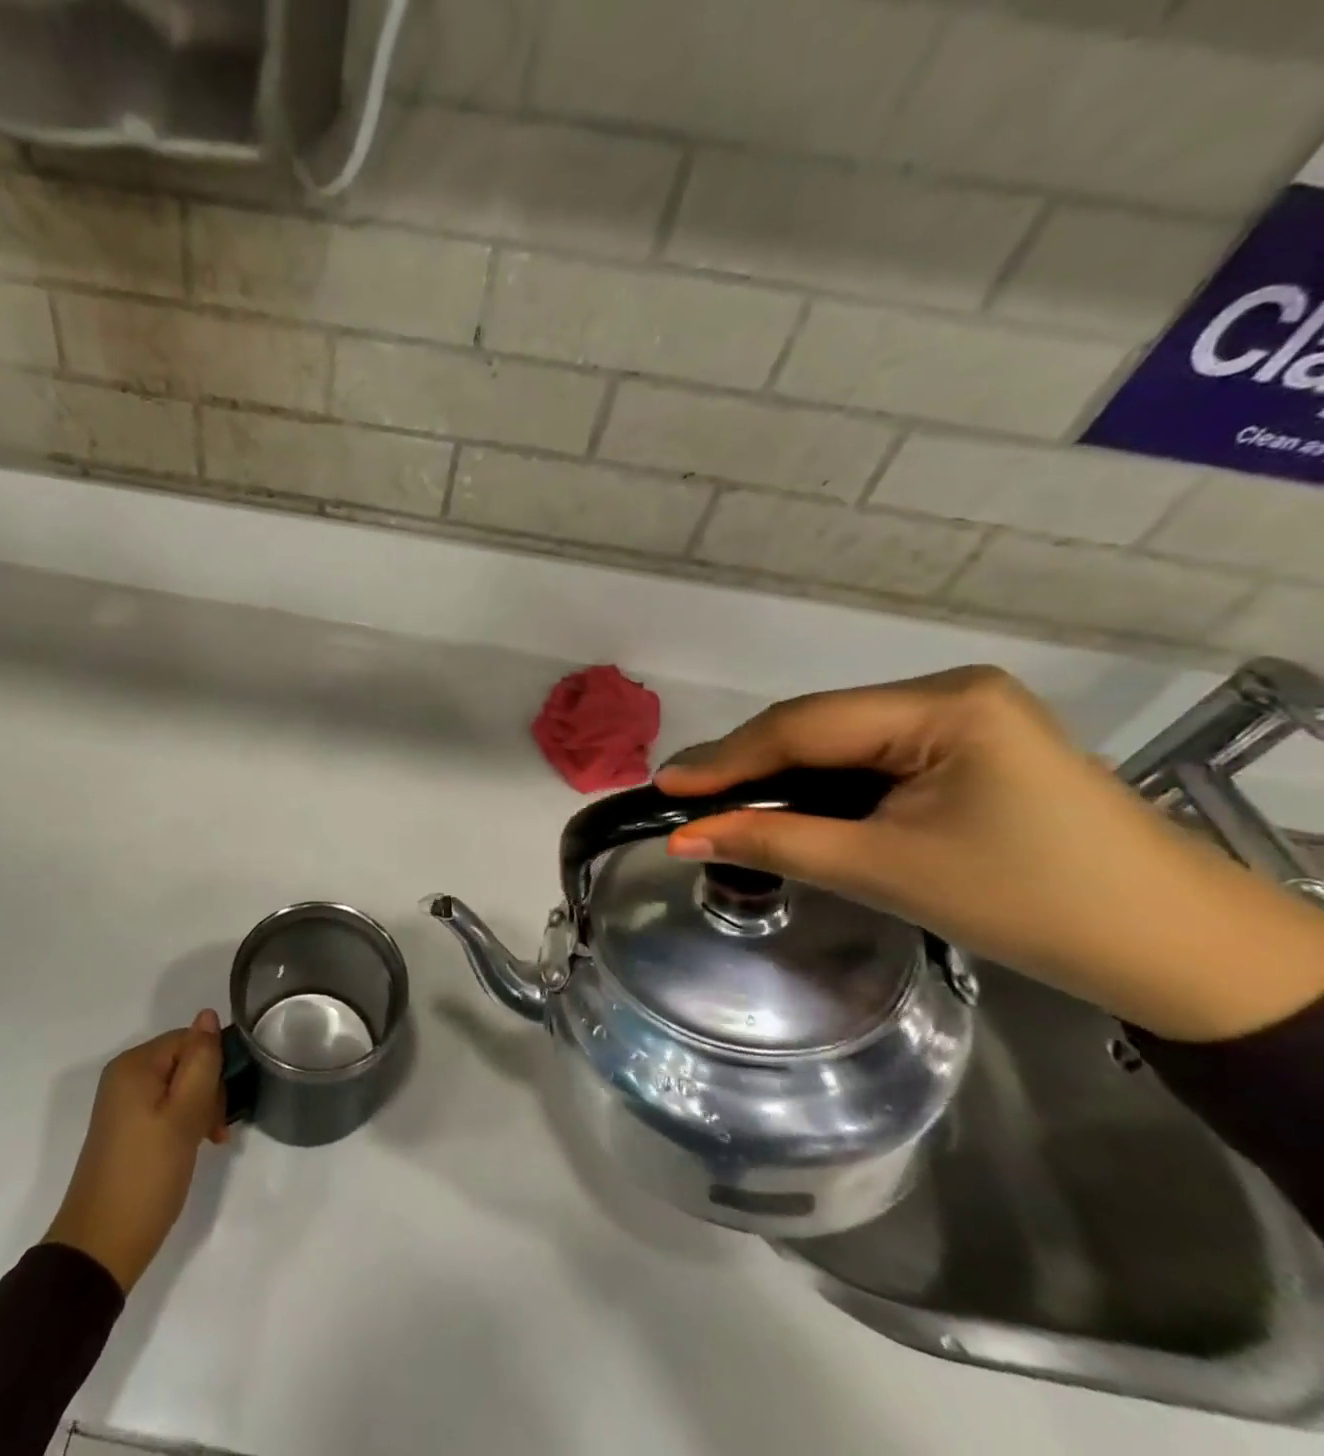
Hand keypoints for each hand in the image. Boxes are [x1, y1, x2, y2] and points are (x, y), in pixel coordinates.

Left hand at [45, 1010, 228, 1292]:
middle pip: (184, 1061)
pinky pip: (165, 1108)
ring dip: (200, 1109)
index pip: (190, 1039)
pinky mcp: (126, 1128)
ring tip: (206, 1144)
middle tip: (215, 1132)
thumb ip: (201, 1061)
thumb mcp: (184, 1115)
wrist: (100, 1248)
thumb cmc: (147, 1175)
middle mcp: (125, 1075)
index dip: (213, 1068)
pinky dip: (184, 1123)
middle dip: (208, 1091)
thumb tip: (208, 1014)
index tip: (222, 1108)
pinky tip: (192, 1148)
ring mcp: (123, 1103)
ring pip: (179, 1086)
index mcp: (135, 1064)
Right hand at [655, 667, 1323, 1042]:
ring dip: (777, 773)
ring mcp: (960, 715)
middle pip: (816, 725)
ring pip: (836, 739)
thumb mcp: (885, 871)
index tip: (662, 786)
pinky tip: (782, 801)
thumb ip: (775, 844)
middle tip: (679, 796)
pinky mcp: (965, 744)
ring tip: (714, 801)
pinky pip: (867, 754)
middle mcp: (948, 691)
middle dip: (746, 764)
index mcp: (942, 706)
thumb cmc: (1030, 906)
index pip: (803, 725)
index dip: (725, 758)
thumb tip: (682, 838)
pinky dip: (818, 781)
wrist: (1176, 951)